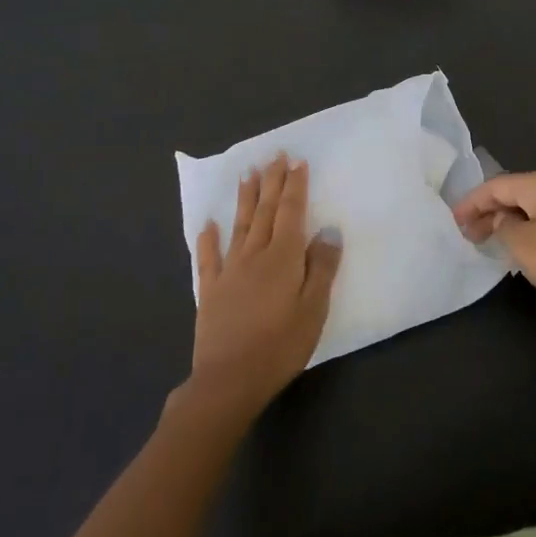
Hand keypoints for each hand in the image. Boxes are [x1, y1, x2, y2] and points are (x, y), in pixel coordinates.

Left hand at [187, 154, 341, 414]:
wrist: (229, 381)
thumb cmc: (280, 346)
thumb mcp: (314, 309)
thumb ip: (321, 268)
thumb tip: (327, 231)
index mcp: (283, 258)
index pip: (291, 212)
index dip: (295, 186)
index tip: (297, 162)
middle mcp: (255, 255)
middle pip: (264, 211)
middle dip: (271, 182)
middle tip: (274, 155)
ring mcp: (229, 271)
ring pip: (239, 226)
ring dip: (244, 198)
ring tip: (247, 173)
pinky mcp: (211, 291)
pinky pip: (209, 258)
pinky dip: (208, 239)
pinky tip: (207, 224)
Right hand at [453, 168, 535, 319]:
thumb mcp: (521, 245)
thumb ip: (502, 227)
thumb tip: (504, 220)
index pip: (498, 185)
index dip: (472, 202)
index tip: (454, 220)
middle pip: (520, 192)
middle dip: (493, 212)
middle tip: (471, 235)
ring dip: (515, 220)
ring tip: (495, 241)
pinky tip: (529, 245)